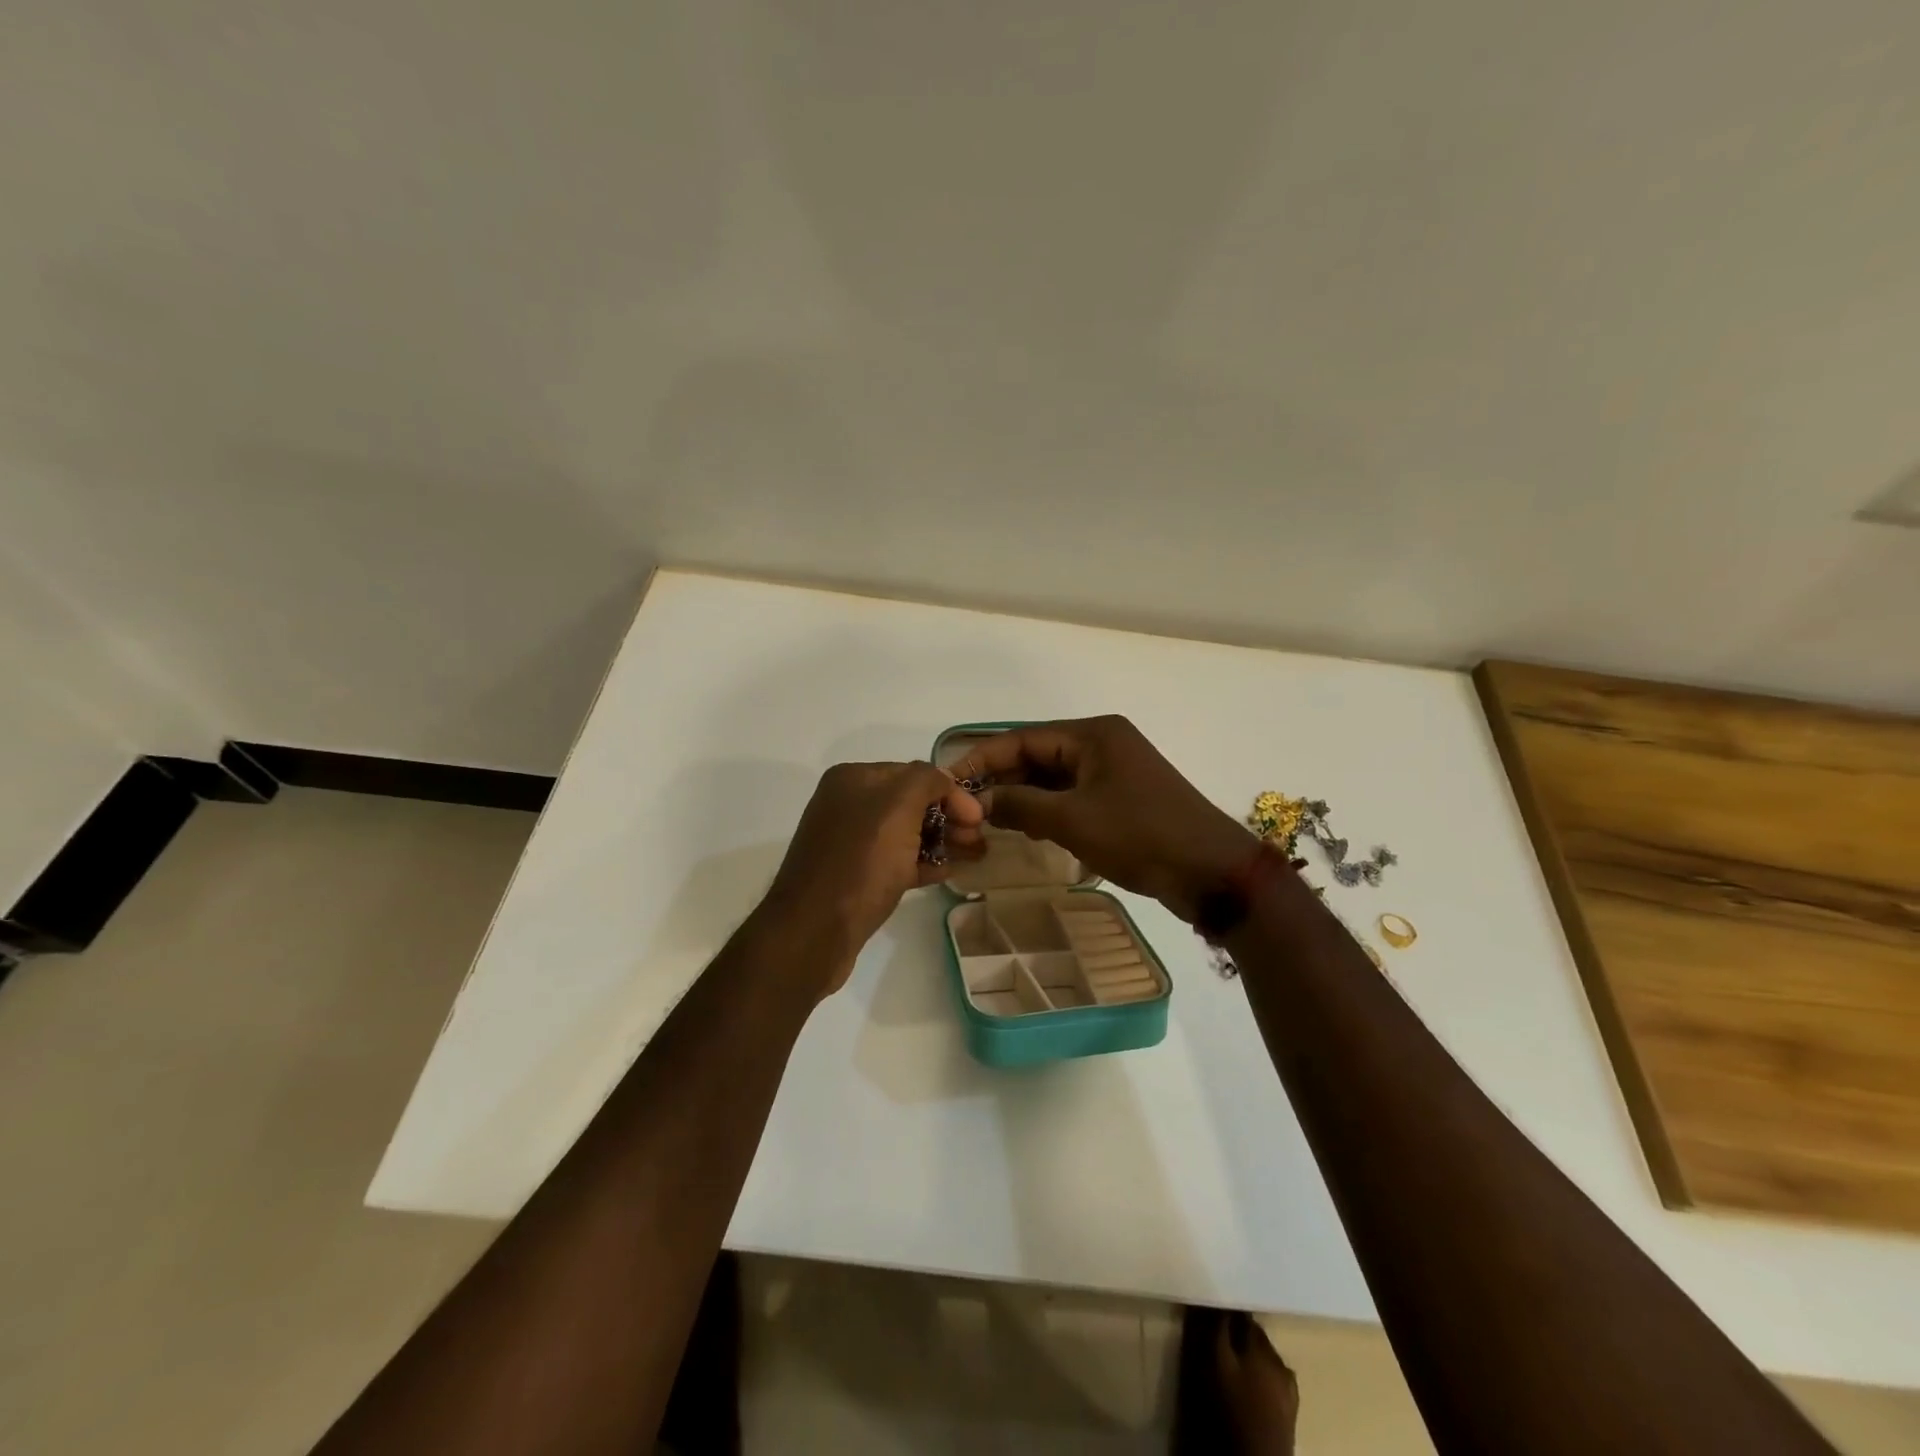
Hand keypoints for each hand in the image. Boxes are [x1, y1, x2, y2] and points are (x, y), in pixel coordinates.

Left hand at [758, 761, 983, 997]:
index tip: (978, 818)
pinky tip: (949, 873)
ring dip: (941, 840)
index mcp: (853, 779)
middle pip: (911, 803)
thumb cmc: (860, 863)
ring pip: (907, 833)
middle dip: (949, 817)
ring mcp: (850, 841)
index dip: (950, 791)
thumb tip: (944, 780)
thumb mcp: (898, 807)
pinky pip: (896, 860)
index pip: (914, 773)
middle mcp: (848, 804)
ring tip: (974, 856)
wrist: (813, 932)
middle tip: (979, 840)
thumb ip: (926, 780)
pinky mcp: (854, 876)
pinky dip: (923, 863)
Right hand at [946, 716, 1253, 923]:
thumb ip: (1020, 806)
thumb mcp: (1072, 820)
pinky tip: (1025, 830)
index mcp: (1092, 734)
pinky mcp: (1121, 798)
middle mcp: (1102, 743)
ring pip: (1053, 778)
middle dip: (1002, 780)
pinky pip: (1072, 796)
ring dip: (1022, 798)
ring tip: (987, 821)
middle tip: (965, 807)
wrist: (1210, 871)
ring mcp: (1114, 772)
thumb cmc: (1139, 835)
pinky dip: (1047, 810)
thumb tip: (978, 802)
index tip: (949, 781)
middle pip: (1037, 756)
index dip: (982, 759)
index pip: (1023, 738)